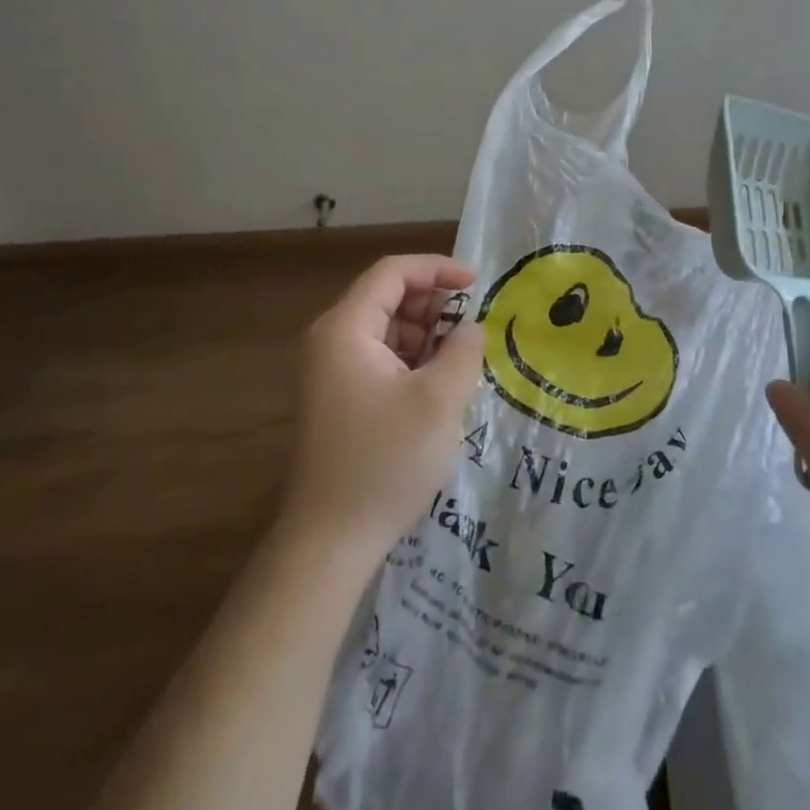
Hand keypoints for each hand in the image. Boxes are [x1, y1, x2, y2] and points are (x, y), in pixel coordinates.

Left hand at [282, 255, 485, 569]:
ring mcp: (332, 372)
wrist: (331, 540)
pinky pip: (381, 360)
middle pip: (388, 298)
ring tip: (462, 360)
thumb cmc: (386, 461)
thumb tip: (470, 328)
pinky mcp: (340, 399)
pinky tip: (440, 386)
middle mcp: (332, 341)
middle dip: (434, 305)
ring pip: (387, 331)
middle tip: (473, 328)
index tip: (477, 284)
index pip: (392, 273)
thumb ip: (463, 350)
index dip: (437, 269)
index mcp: (345, 329)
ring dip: (427, 336)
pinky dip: (413, 361)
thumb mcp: (439, 400)